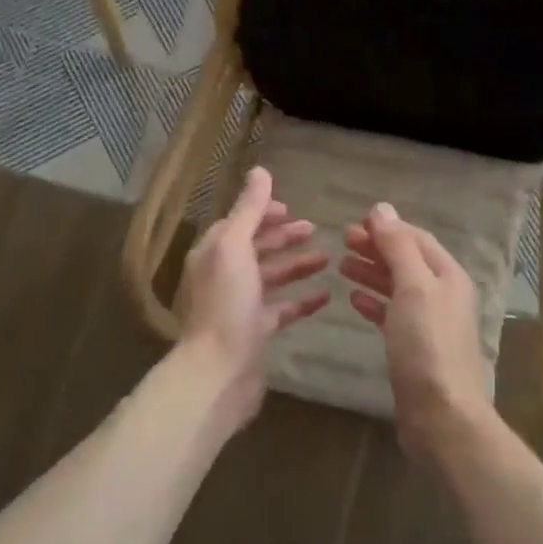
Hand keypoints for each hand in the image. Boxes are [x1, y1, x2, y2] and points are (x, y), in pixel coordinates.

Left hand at [173, 166, 329, 427]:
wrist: (219, 372)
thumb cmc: (226, 303)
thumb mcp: (235, 246)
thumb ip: (248, 209)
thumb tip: (259, 171)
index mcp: (214, 252)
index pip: (239, 223)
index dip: (263, 213)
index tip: (290, 208)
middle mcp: (224, 275)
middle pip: (256, 248)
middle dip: (283, 237)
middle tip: (314, 229)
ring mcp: (239, 305)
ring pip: (271, 277)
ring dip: (297, 265)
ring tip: (328, 259)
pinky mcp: (255, 332)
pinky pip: (282, 309)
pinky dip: (302, 300)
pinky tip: (326, 296)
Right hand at [340, 203, 494, 459]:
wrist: (442, 416)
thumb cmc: (427, 346)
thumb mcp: (413, 288)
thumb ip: (398, 247)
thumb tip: (382, 209)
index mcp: (448, 276)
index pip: (417, 239)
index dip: (388, 228)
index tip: (355, 222)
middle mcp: (443, 296)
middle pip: (407, 261)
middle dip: (377, 248)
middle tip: (343, 241)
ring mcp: (429, 323)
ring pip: (398, 288)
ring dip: (372, 273)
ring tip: (342, 265)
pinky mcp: (415, 349)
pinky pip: (392, 315)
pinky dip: (374, 303)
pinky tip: (354, 300)